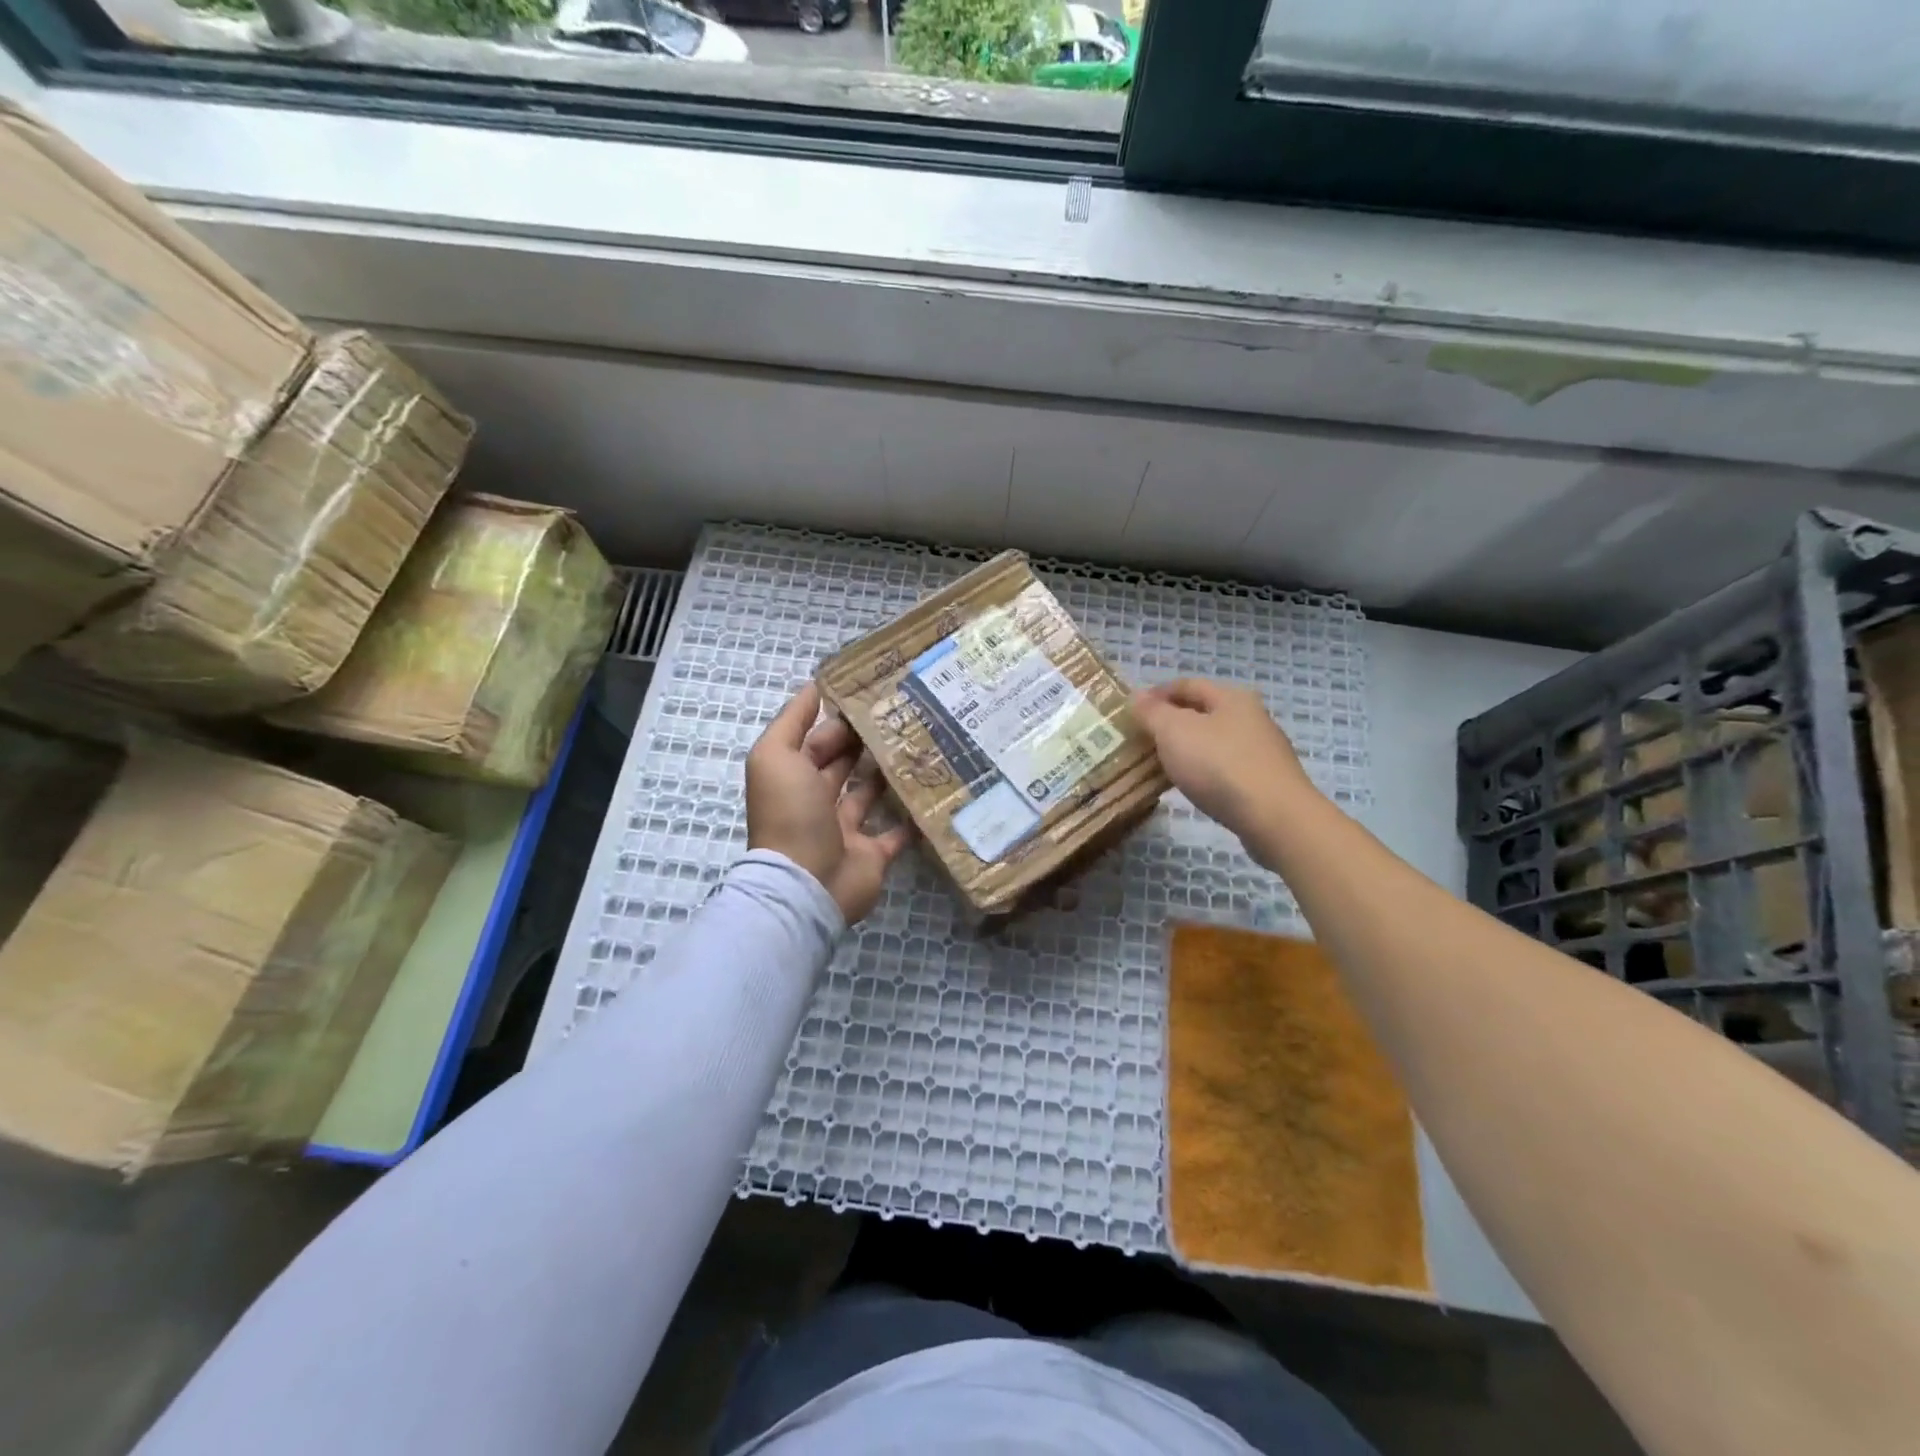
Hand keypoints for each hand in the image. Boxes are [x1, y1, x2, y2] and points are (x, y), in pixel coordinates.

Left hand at [746, 683, 914, 923]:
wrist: (807, 883)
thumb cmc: (790, 813)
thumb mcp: (776, 755)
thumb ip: (792, 720)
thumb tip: (814, 686)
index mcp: (792, 777)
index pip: (816, 740)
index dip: (839, 719)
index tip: (874, 696)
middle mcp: (816, 801)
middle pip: (842, 765)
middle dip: (866, 742)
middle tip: (905, 715)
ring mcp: (845, 830)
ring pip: (869, 795)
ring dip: (888, 774)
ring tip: (921, 744)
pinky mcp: (872, 854)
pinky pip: (896, 833)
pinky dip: (911, 818)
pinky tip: (932, 792)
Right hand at [1131, 678, 1313, 850]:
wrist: (1274, 818)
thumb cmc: (1219, 765)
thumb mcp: (1174, 731)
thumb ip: (1152, 712)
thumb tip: (1137, 696)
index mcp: (1231, 697)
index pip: (1186, 685)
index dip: (1156, 694)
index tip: (1131, 711)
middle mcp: (1251, 717)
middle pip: (1203, 712)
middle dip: (1171, 722)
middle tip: (1141, 739)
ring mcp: (1262, 751)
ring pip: (1213, 741)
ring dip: (1186, 748)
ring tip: (1160, 765)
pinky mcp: (1265, 782)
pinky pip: (1224, 768)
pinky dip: (1203, 771)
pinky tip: (1191, 786)